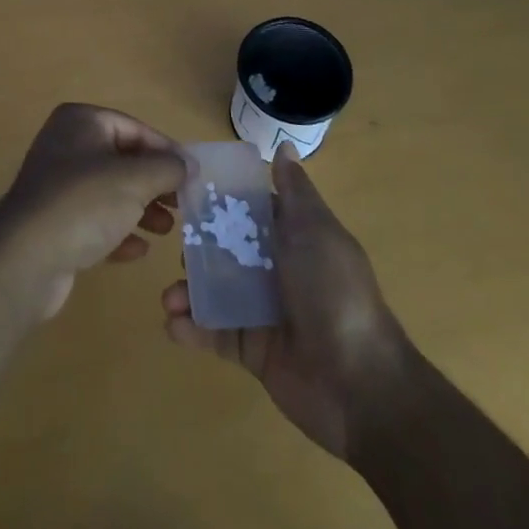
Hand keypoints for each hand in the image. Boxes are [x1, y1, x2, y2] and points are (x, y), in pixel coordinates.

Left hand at [0, 103, 186, 319]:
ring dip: (140, 210)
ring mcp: (56, 185)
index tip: (193, 177)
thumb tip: (188, 165)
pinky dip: (117, 232)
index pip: (135, 128)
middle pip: (123, 160)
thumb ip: (167, 168)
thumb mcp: (135, 179)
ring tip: (166, 231)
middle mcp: (66, 146)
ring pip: (109, 192)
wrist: (25, 260)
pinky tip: (137, 251)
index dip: (167, 151)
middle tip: (182, 206)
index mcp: (81, 121)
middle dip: (154, 184)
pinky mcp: (53, 223)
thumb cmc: (84, 204)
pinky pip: (93, 221)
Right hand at [162, 144, 407, 458]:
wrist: (359, 383)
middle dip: (197, 247)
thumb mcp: (314, 231)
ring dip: (188, 291)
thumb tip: (285, 144)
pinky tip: (172, 324)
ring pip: (215, 291)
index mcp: (293, 237)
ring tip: (170, 297)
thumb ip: (294, 191)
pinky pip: (215, 333)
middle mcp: (276, 270)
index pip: (251, 210)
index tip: (184, 189)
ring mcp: (262, 311)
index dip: (221, 200)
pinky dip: (192, 328)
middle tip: (177, 247)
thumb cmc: (334, 292)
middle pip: (226, 250)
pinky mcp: (251, 350)